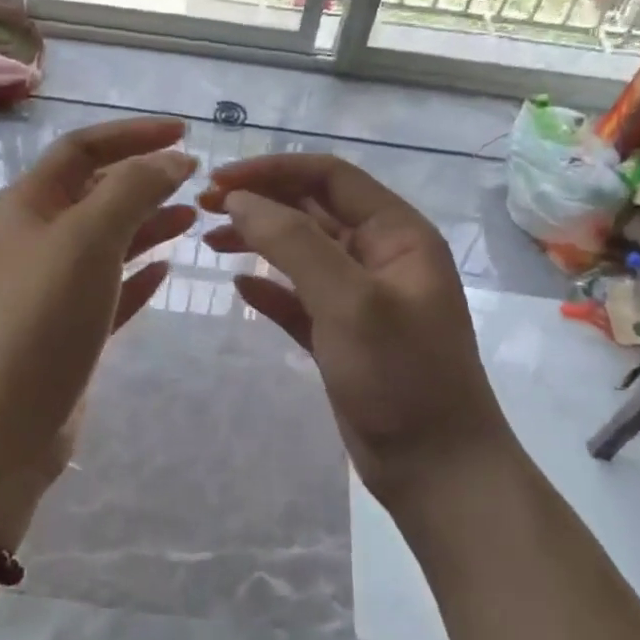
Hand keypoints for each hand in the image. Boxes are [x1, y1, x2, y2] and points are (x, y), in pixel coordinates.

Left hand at [0, 118, 197, 541]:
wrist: (0, 427)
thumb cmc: (40, 320)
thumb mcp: (87, 239)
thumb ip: (133, 189)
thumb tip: (174, 158)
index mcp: (27, 205)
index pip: (83, 148)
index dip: (133, 135)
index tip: (186, 134)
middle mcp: (35, 239)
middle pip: (95, 193)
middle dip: (145, 180)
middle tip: (199, 182)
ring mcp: (50, 288)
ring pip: (106, 241)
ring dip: (148, 224)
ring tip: (194, 218)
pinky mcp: (67, 330)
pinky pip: (109, 289)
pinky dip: (138, 274)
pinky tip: (166, 269)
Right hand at [200, 154, 508, 506]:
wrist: (436, 468)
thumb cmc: (400, 377)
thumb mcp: (349, 302)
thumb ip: (294, 243)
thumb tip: (238, 199)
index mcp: (397, 234)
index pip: (329, 177)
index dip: (272, 171)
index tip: (217, 180)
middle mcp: (380, 256)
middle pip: (312, 209)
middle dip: (260, 202)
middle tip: (203, 208)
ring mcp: (360, 297)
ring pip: (302, 253)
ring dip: (258, 241)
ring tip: (210, 243)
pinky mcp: (342, 335)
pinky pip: (299, 298)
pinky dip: (269, 289)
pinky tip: (239, 289)